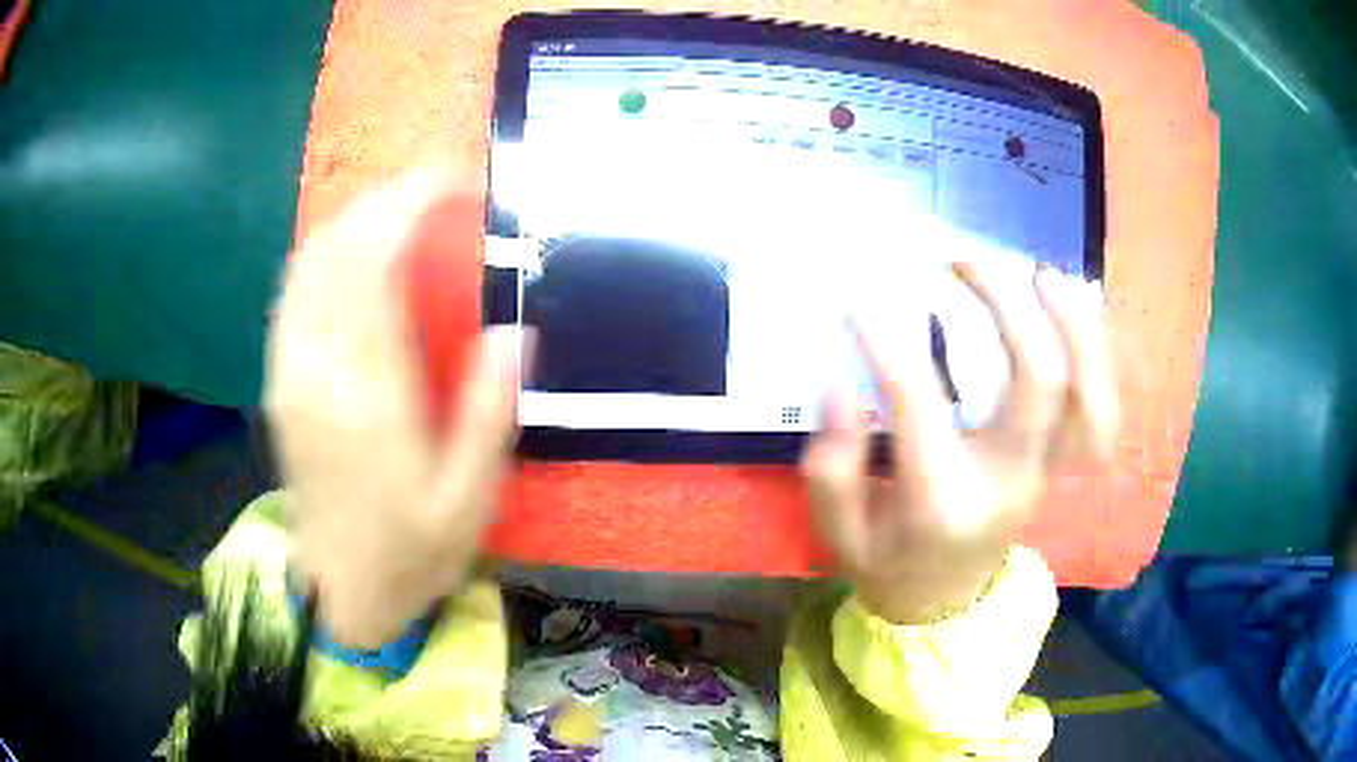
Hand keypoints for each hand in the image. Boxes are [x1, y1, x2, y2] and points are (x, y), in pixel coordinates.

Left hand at [265, 168, 529, 648]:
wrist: (342, 591)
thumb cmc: (411, 553)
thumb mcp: (469, 502)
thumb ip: (488, 414)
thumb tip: (512, 332)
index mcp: (366, 397)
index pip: (374, 265)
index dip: (411, 205)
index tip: (455, 183)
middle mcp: (316, 370)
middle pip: (335, 248)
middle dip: (385, 199)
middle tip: (436, 189)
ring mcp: (289, 372)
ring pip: (308, 262)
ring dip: (354, 219)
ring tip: (402, 209)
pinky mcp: (279, 380)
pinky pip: (295, 290)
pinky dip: (327, 251)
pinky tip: (357, 252)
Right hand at [803, 262, 1116, 624]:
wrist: (942, 603)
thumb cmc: (887, 562)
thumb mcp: (837, 530)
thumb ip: (833, 461)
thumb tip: (843, 383)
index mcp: (943, 502)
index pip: (920, 406)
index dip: (886, 343)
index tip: (857, 302)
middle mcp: (1009, 481)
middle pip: (1039, 382)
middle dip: (1006, 306)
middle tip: (961, 262)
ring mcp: (1044, 472)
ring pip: (1090, 397)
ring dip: (1075, 327)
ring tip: (1041, 274)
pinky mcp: (1057, 464)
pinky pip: (1098, 410)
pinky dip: (1094, 355)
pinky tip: (1068, 312)